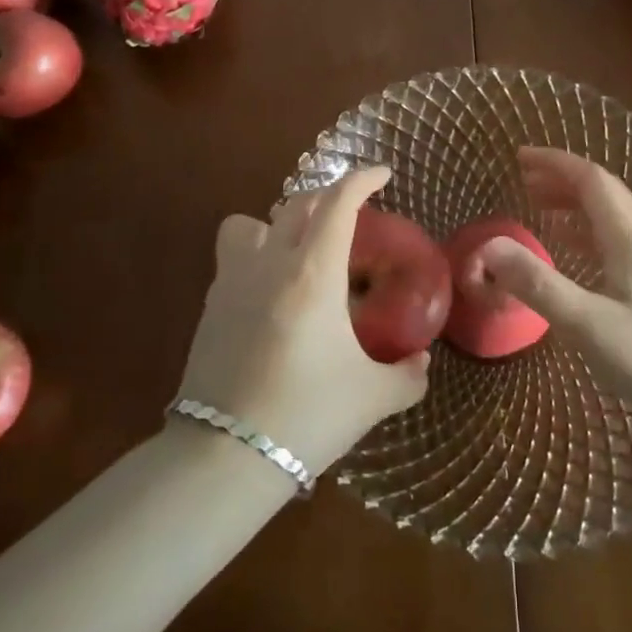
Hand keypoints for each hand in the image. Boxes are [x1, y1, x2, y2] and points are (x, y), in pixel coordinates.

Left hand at [176, 167, 430, 475]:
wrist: (225, 457)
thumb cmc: (307, 417)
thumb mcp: (371, 398)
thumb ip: (406, 375)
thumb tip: (421, 363)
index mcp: (313, 273)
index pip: (338, 203)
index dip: (362, 179)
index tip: (382, 175)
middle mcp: (270, 263)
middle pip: (297, 203)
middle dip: (328, 198)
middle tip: (350, 216)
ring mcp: (232, 281)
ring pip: (250, 222)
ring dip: (278, 223)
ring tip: (298, 251)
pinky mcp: (210, 306)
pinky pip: (231, 258)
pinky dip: (254, 256)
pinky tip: (271, 294)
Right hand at [480, 147, 631, 417]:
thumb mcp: (587, 322)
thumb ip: (537, 284)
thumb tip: (488, 246)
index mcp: (627, 239)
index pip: (591, 181)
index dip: (555, 163)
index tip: (520, 156)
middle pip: (601, 194)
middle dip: (561, 179)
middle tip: (524, 179)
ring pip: (607, 219)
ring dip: (572, 205)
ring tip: (538, 208)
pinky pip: (610, 244)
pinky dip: (582, 235)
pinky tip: (569, 252)